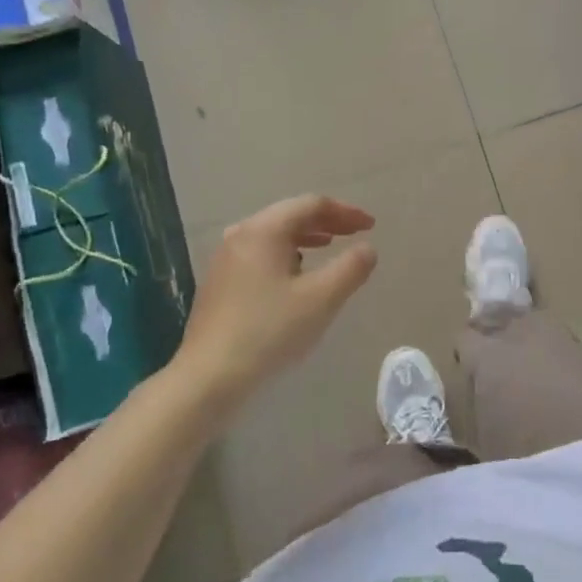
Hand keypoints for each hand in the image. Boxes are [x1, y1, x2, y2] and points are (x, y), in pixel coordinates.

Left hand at [177, 195, 376, 409]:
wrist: (210, 376)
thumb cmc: (270, 331)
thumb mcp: (321, 299)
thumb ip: (351, 268)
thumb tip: (367, 248)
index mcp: (263, 231)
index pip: (311, 205)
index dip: (346, 212)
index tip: (371, 225)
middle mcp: (240, 235)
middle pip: (289, 215)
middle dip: (326, 221)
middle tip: (355, 233)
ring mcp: (225, 259)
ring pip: (273, 235)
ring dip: (306, 237)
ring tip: (328, 247)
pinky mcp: (220, 282)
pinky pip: (260, 253)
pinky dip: (286, 253)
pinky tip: (295, 275)